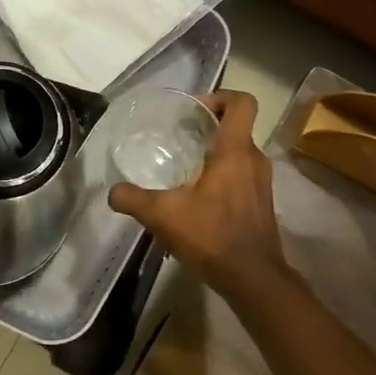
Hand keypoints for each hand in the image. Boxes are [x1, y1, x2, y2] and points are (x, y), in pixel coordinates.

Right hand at [108, 91, 288, 289]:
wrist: (253, 278)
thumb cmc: (212, 236)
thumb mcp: (163, 215)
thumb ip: (133, 199)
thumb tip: (113, 191)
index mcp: (235, 151)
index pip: (242, 102)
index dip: (220, 96)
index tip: (194, 110)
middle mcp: (254, 160)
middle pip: (237, 127)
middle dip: (209, 127)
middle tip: (180, 137)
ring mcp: (262, 183)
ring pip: (240, 153)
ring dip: (216, 153)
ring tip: (185, 168)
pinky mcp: (261, 203)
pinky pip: (242, 175)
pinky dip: (223, 176)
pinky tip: (198, 198)